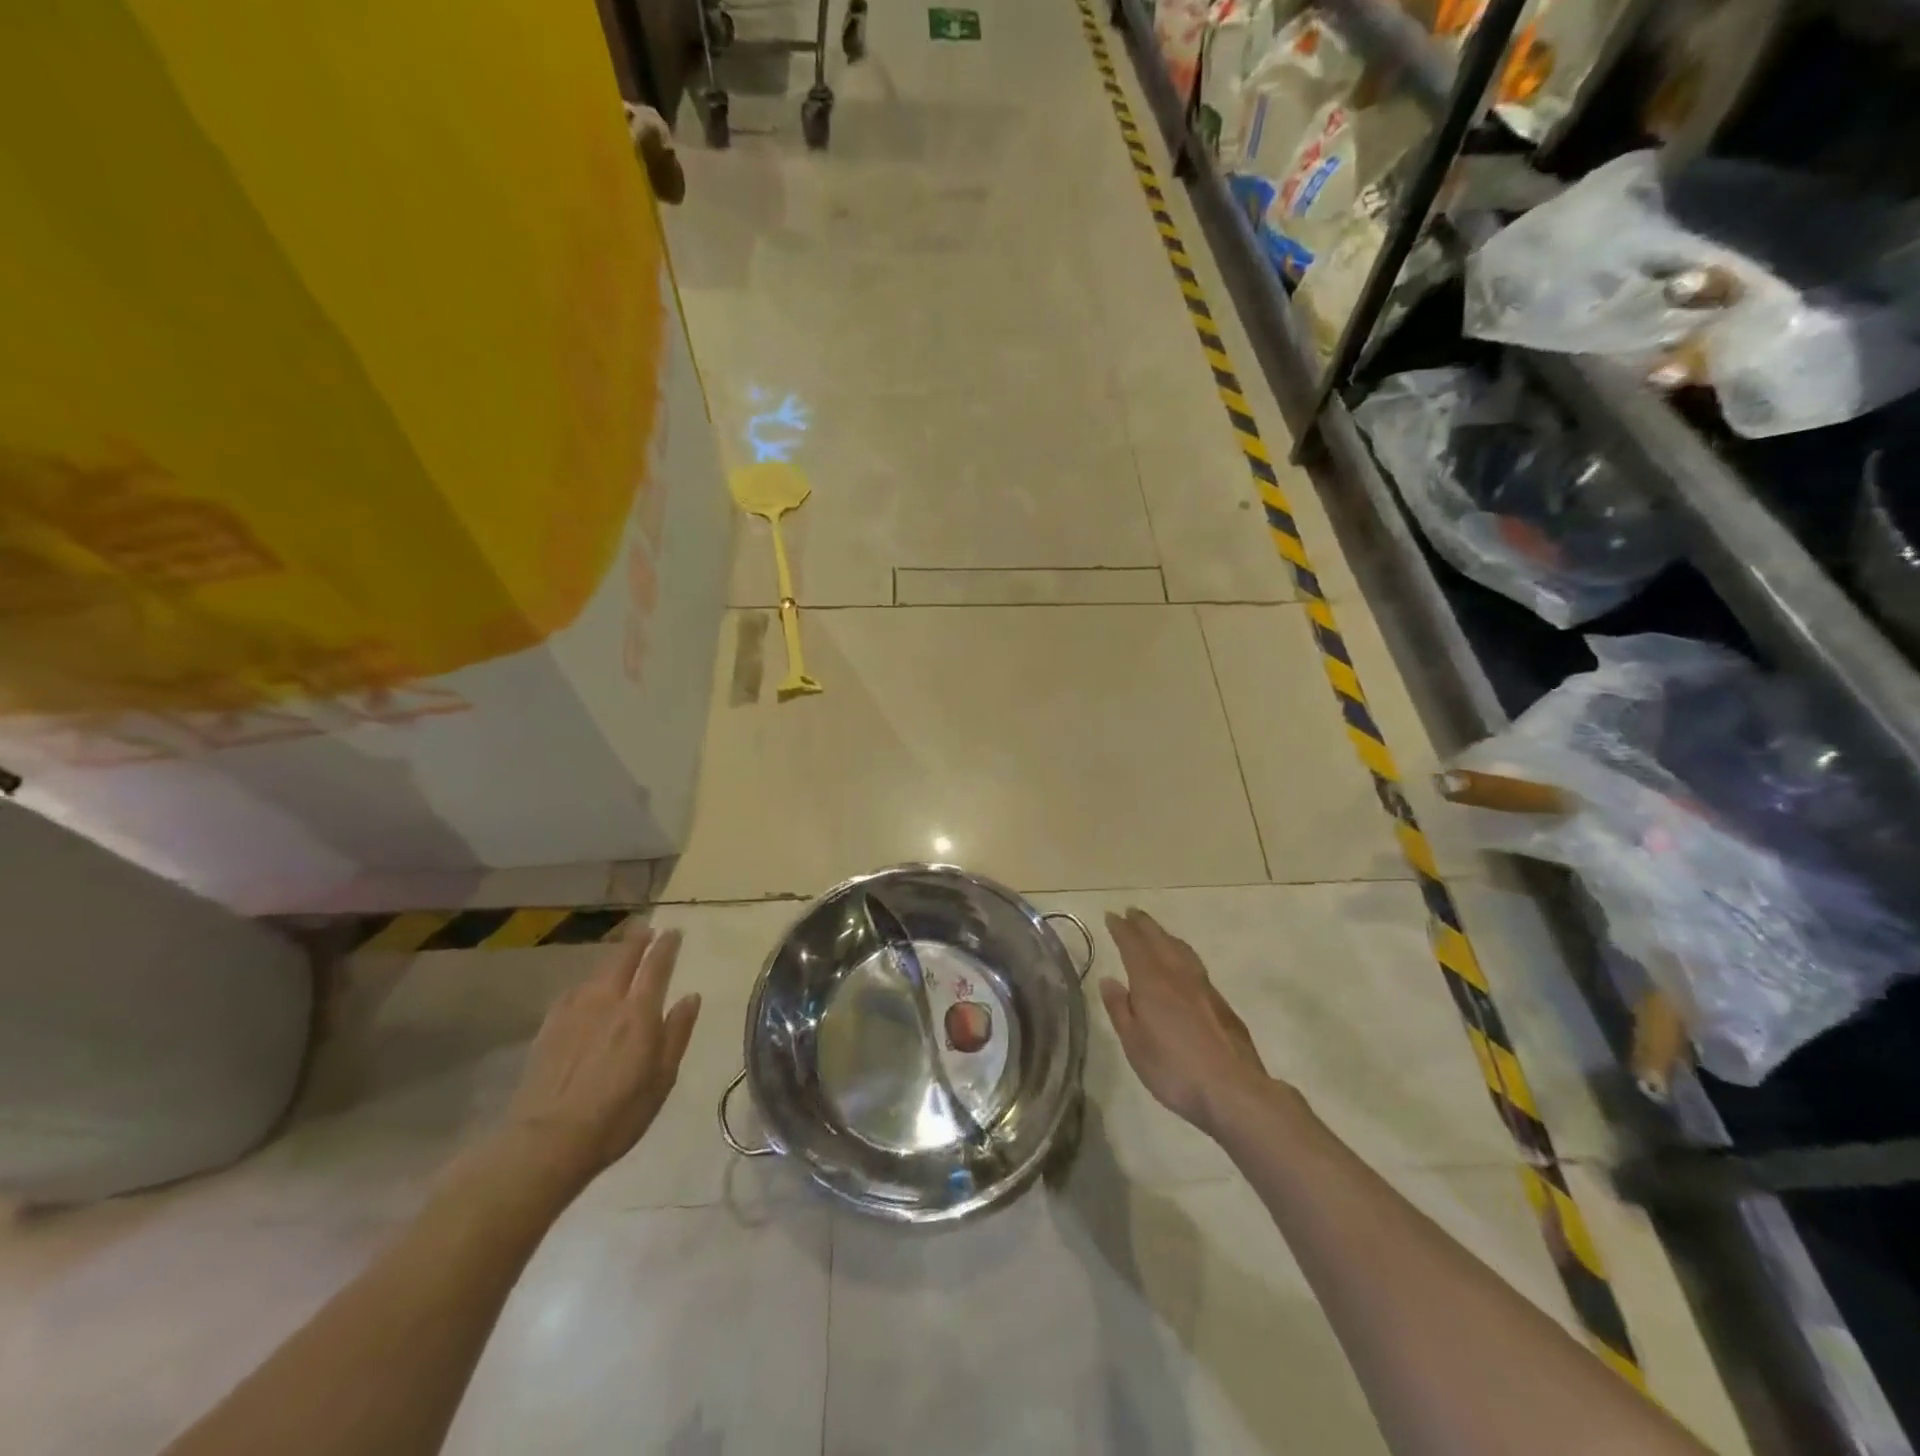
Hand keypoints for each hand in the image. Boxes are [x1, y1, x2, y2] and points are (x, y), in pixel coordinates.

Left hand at [495, 924, 701, 1197]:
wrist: (546, 1142)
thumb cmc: (616, 1115)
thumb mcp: (662, 1078)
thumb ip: (677, 1033)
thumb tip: (691, 997)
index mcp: (639, 1013)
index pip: (656, 967)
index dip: (666, 947)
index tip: (673, 932)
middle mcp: (606, 1002)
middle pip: (622, 960)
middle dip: (636, 941)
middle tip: (646, 928)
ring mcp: (573, 1013)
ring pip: (596, 973)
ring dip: (612, 959)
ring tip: (620, 954)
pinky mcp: (548, 1028)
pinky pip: (572, 993)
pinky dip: (585, 984)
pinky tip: (585, 990)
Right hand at [1099, 909, 1274, 1136]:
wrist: (1234, 1089)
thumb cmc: (1175, 1070)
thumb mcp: (1135, 1045)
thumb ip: (1120, 1009)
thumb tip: (1109, 980)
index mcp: (1152, 983)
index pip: (1133, 945)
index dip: (1121, 929)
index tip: (1111, 915)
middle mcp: (1178, 976)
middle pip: (1159, 940)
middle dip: (1143, 924)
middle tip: (1131, 911)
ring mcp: (1204, 987)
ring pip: (1181, 949)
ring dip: (1165, 935)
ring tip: (1155, 930)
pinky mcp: (1221, 1003)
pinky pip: (1195, 964)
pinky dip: (1181, 952)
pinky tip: (1182, 963)